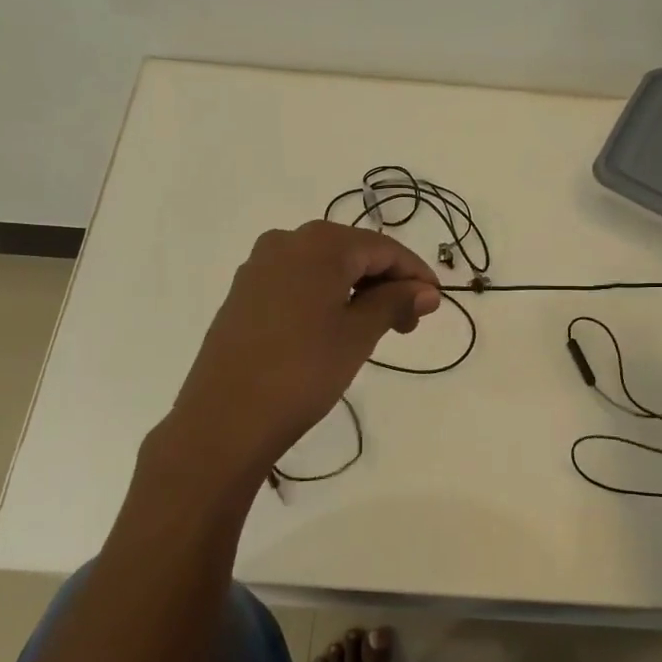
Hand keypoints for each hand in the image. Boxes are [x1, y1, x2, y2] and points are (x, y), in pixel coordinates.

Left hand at [167, 221, 441, 480]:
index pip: (383, 248)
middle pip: (352, 252)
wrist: (225, 419)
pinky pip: (297, 282)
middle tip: (408, 323)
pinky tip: (335, 327)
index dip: (415, 273)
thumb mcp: (359, 334)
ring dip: (357, 290)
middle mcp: (286, 241)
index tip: (436, 302)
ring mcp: (258, 267)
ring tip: (376, 329)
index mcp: (319, 243)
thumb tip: (427, 290)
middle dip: (386, 283)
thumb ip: (395, 302)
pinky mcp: (243, 293)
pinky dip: (326, 297)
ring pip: (324, 268)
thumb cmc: (303, 371)